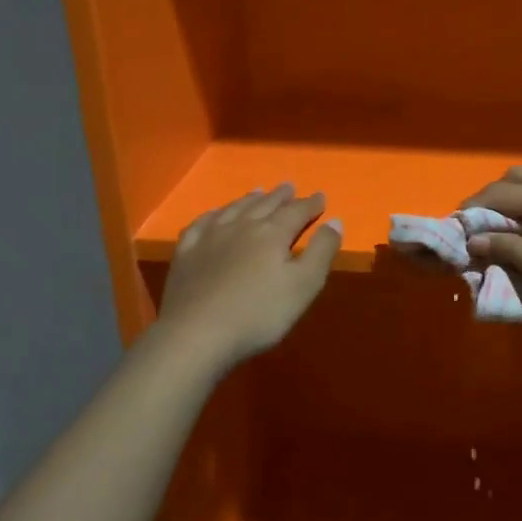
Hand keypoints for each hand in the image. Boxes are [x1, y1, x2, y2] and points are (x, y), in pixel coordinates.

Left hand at [154, 185, 340, 371]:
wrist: (196, 333)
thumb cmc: (259, 313)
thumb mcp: (304, 286)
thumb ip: (322, 251)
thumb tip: (335, 220)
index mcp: (273, 234)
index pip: (297, 211)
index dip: (311, 204)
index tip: (321, 197)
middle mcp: (242, 226)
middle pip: (265, 205)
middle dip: (281, 196)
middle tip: (289, 186)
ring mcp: (210, 237)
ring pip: (234, 209)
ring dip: (250, 199)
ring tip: (259, 192)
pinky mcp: (186, 253)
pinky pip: (201, 224)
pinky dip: (213, 214)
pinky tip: (215, 215)